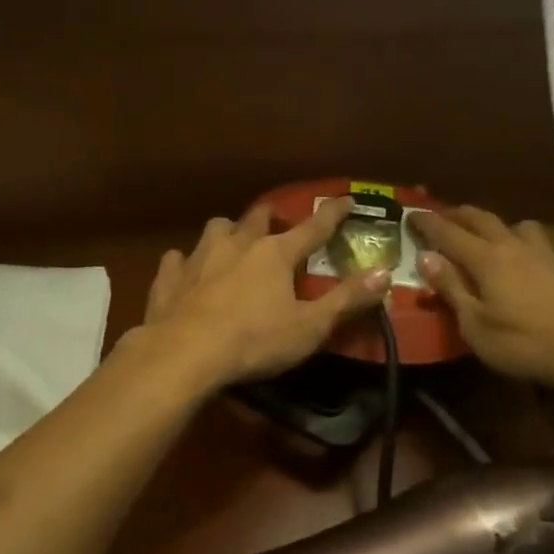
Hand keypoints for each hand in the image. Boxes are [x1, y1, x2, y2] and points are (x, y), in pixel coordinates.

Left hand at [143, 198, 391, 388]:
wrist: (184, 353)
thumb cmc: (254, 341)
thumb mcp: (310, 326)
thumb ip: (346, 299)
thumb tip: (384, 273)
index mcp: (275, 254)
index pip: (313, 228)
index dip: (333, 214)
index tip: (347, 200)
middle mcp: (237, 244)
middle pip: (257, 218)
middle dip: (271, 216)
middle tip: (276, 222)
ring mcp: (199, 257)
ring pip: (216, 229)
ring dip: (227, 232)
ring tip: (231, 242)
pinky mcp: (169, 277)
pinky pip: (177, 258)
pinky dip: (185, 262)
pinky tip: (185, 270)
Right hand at [412, 206, 553, 393]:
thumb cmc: (526, 343)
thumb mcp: (475, 325)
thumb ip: (451, 289)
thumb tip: (424, 257)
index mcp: (485, 258)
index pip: (447, 232)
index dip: (426, 222)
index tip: (410, 214)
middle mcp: (511, 246)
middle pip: (480, 218)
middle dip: (456, 214)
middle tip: (439, 216)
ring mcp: (542, 253)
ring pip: (511, 224)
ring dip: (490, 222)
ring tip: (482, 233)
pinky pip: (532, 238)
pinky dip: (514, 237)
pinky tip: (518, 256)